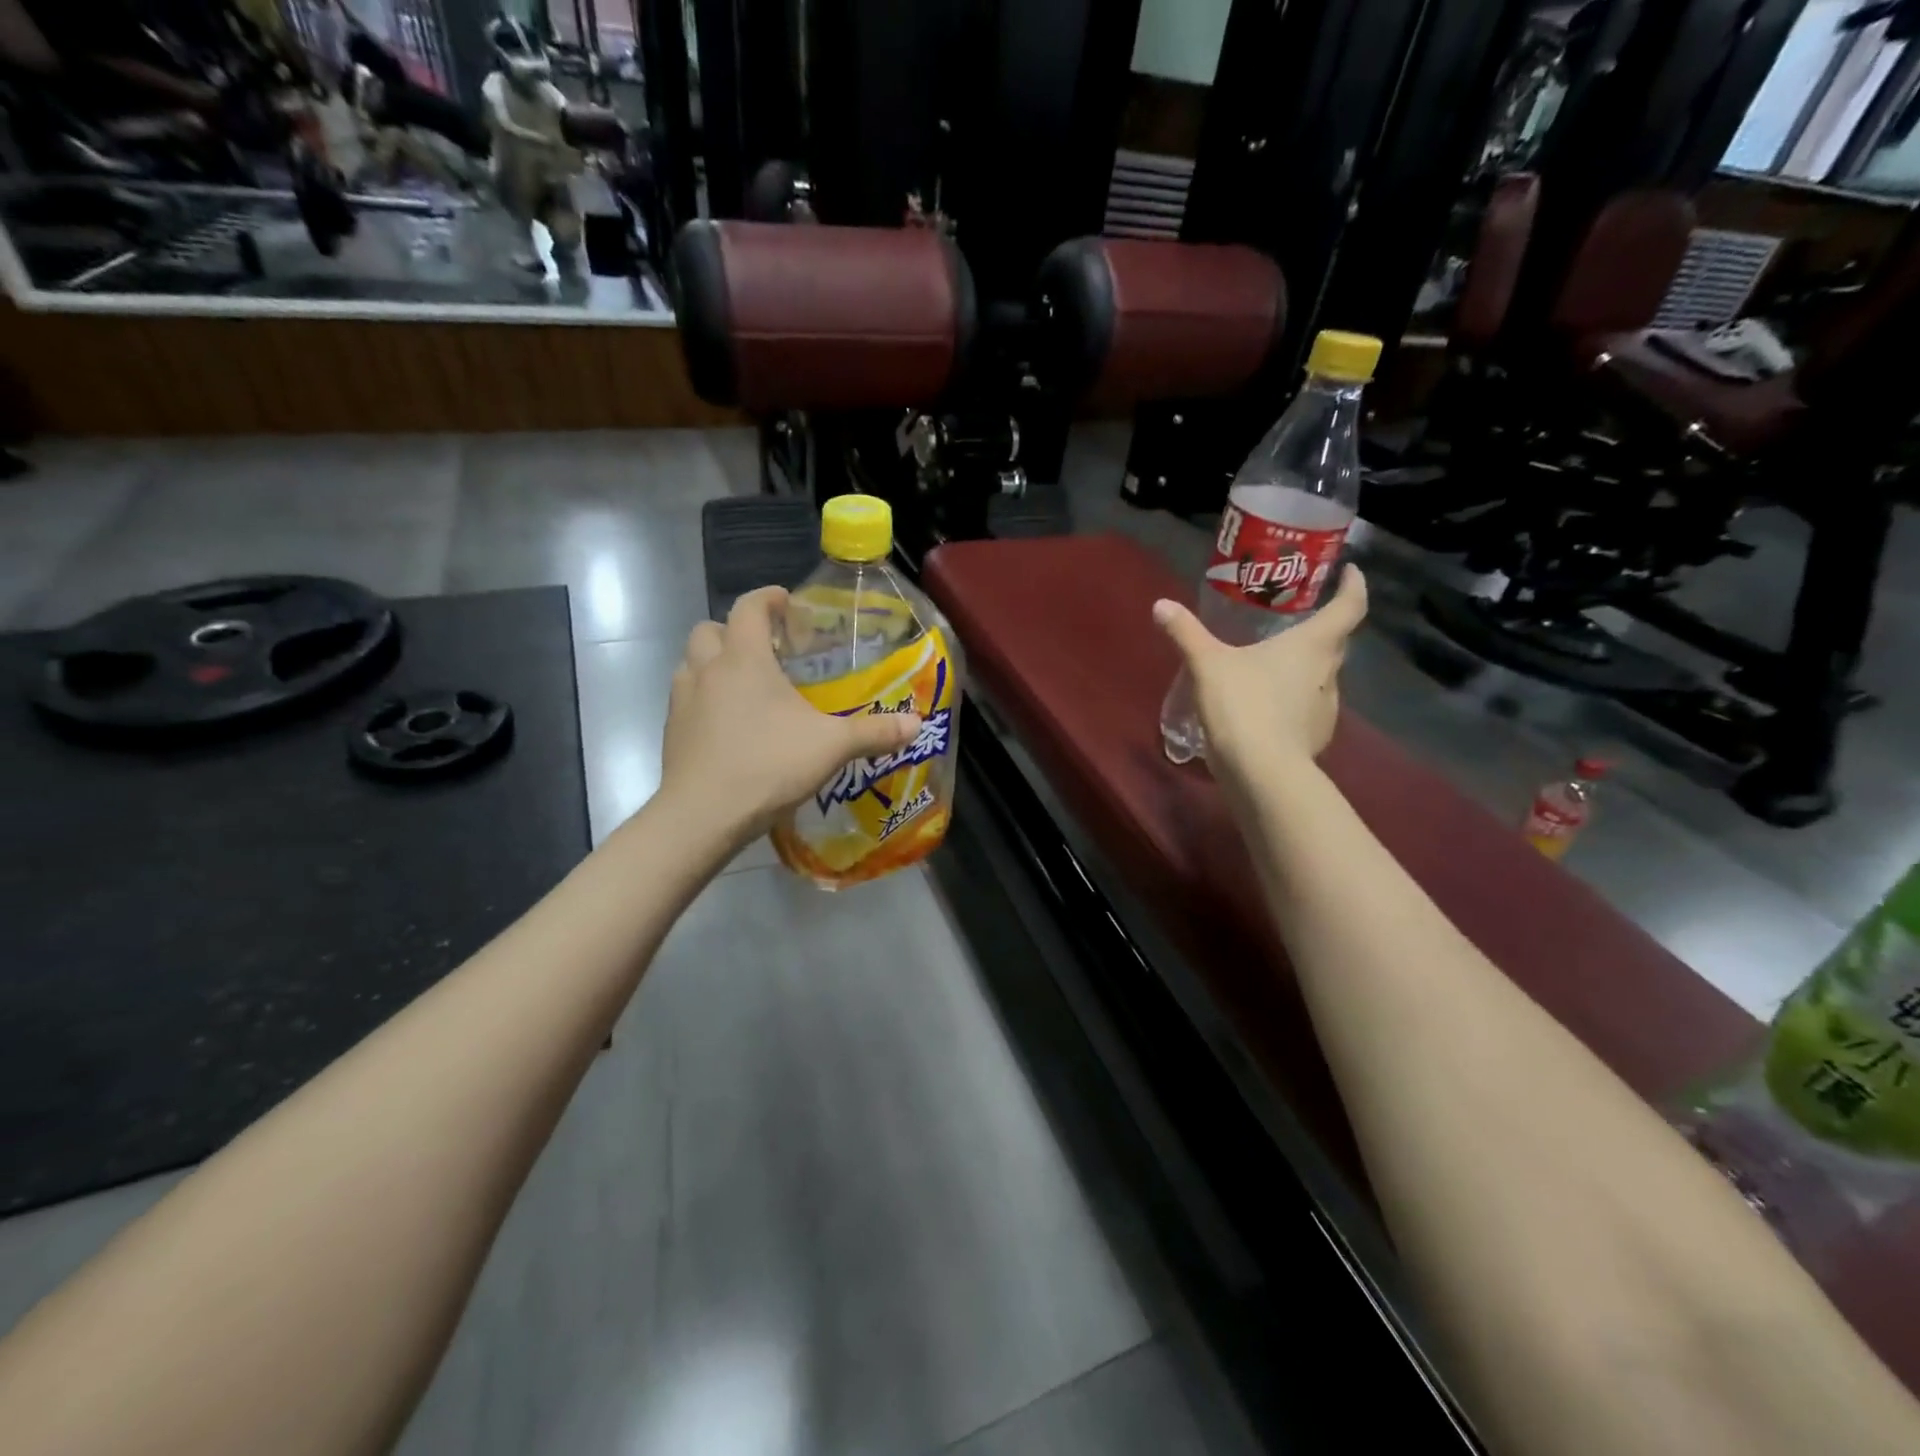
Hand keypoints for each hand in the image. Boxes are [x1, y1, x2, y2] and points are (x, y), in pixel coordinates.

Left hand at [658, 586, 922, 845]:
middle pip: (711, 629)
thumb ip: (874, 733)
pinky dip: (705, 700)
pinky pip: (686, 699)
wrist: (702, 816)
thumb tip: (916, 725)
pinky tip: (730, 727)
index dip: (768, 598)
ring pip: (691, 663)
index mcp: (744, 659)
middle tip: (765, 650)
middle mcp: (706, 670)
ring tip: (745, 687)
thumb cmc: (768, 765)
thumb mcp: (831, 747)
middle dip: (735, 631)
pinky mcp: (671, 732)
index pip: (749, 607)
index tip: (786, 603)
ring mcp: (682, 701)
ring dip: (714, 664)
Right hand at [1152, 564, 1367, 797]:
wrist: (1261, 772)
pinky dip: (1294, 701)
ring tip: (1275, 665)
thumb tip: (1161, 605)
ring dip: (1305, 668)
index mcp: (1312, 645)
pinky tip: (1269, 707)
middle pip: (1336, 642)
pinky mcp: (1316, 737)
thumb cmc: (1242, 705)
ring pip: (1322, 677)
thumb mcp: (1207, 665)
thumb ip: (1186, 633)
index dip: (1354, 585)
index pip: (1350, 606)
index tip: (1348, 572)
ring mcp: (1327, 708)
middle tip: (1297, 618)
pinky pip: (1309, 708)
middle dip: (1322, 627)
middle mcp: (1328, 672)